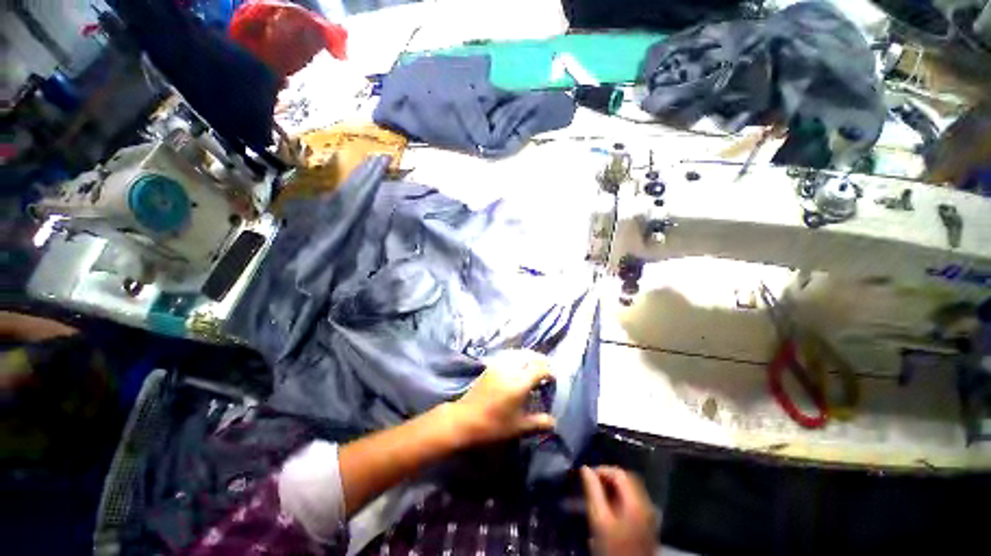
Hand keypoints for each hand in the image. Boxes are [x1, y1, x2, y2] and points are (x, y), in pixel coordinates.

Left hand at [449, 353, 555, 446]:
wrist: (464, 419)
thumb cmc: (493, 425)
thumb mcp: (519, 427)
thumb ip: (539, 423)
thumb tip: (553, 422)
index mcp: (520, 382)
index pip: (540, 368)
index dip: (550, 372)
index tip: (553, 380)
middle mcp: (511, 368)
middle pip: (530, 356)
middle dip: (541, 362)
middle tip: (546, 372)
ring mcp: (499, 365)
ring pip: (519, 354)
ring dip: (529, 358)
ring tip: (534, 369)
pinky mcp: (491, 366)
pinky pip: (509, 356)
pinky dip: (518, 359)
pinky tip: (518, 369)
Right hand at [581, 466, 658, 555]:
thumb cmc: (612, 546)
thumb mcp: (599, 518)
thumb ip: (592, 491)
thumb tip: (585, 469)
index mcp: (636, 501)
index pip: (619, 473)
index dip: (601, 470)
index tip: (586, 475)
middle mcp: (646, 503)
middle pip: (627, 479)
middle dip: (608, 477)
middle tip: (592, 483)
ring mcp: (649, 514)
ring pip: (631, 490)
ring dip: (614, 487)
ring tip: (598, 494)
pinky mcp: (647, 524)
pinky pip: (634, 501)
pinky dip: (621, 497)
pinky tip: (610, 507)